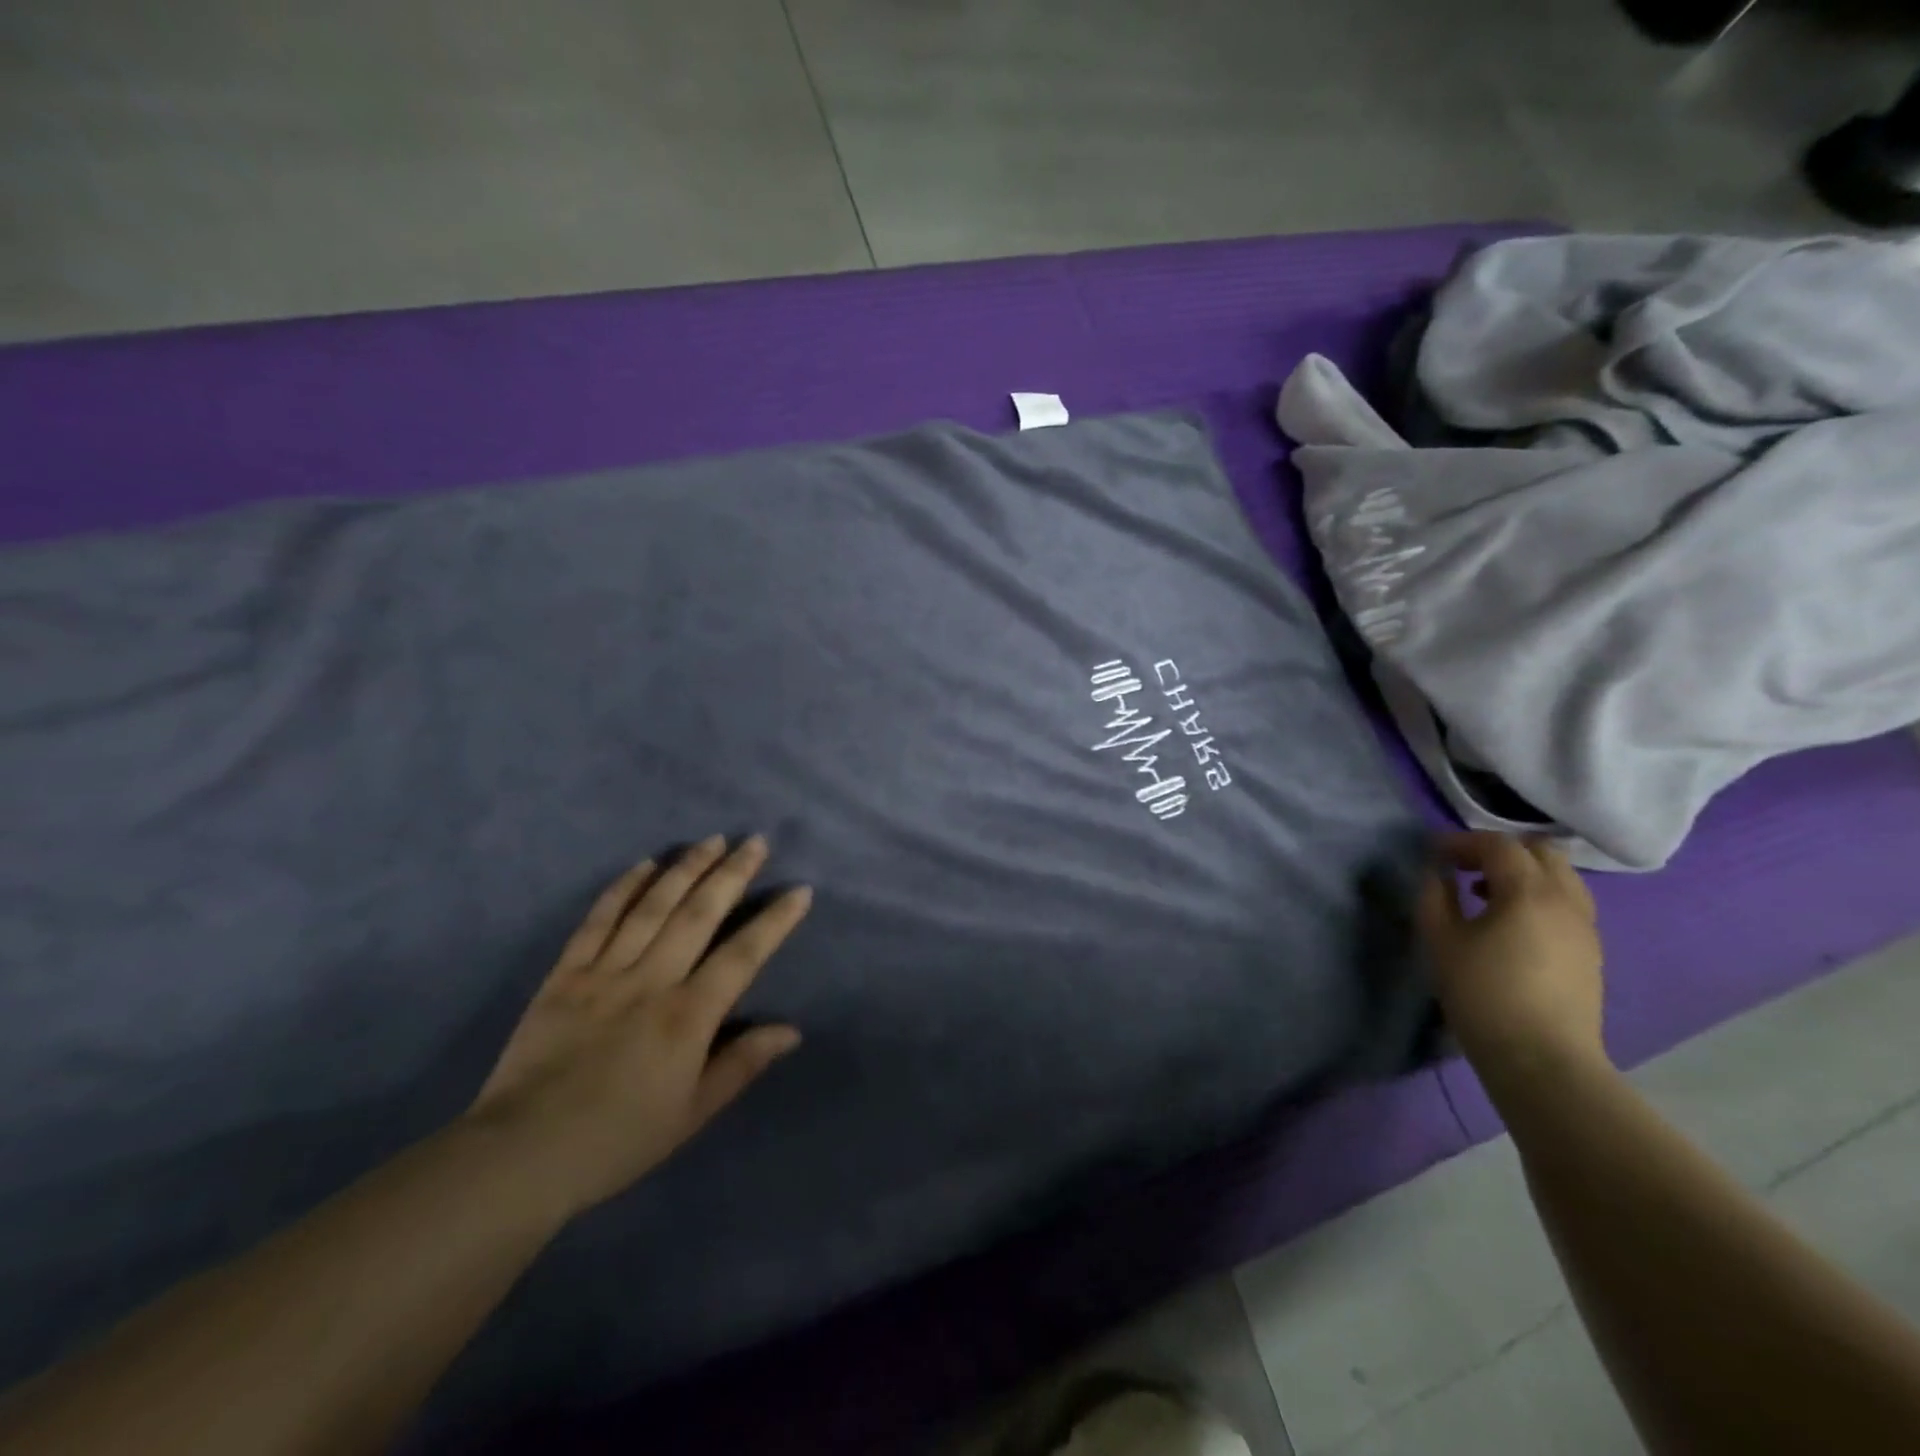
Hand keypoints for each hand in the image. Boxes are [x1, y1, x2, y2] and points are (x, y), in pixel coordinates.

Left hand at [466, 834, 810, 1219]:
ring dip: (685, 869)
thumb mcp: (692, 1114)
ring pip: (652, 907)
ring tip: (711, 840)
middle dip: (731, 874)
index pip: (742, 956)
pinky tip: (644, 865)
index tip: (799, 890)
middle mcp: (651, 981)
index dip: (775, 921)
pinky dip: (622, 889)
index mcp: (687, 1017)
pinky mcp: (565, 974)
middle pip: (698, 915)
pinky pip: (597, 921)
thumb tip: (791, 1030)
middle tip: (755, 841)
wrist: (521, 1155)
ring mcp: (604, 973)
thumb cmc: (618, 1139)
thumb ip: (742, 1064)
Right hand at [1416, 832, 1606, 1086]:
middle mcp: (1566, 900)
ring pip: (1561, 876)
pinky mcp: (1590, 952)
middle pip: (1541, 851)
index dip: (1462, 841)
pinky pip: (1567, 902)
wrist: (1542, 1059)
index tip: (1432, 853)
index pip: (1498, 845)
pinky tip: (1510, 921)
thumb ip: (1434, 895)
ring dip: (1523, 872)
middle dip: (1499, 850)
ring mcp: (1585, 927)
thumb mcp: (1440, 939)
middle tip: (1463, 866)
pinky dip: (1539, 895)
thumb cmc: (1483, 993)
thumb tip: (1437, 873)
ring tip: (1485, 892)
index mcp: (1529, 892)